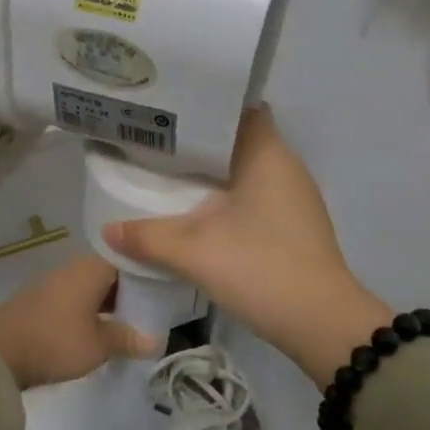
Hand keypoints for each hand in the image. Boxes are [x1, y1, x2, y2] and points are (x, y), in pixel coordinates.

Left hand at [0, 253, 162, 390]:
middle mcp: (76, 267)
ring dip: (113, 301)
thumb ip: (128, 338)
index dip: (151, 269)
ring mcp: (58, 284)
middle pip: (113, 272)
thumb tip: (157, 340)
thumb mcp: (98, 344)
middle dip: (134, 289)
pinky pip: (80, 299)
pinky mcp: (44, 302)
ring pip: (96, 287)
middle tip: (159, 307)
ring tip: (136, 320)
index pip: (131, 257)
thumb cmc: (55, 340)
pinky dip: (95, 309)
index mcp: (93, 267)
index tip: (170, 284)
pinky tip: (104, 327)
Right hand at [102, 105, 388, 384]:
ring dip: (215, 172)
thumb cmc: (260, 268)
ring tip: (171, 173)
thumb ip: (148, 237)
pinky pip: (256, 195)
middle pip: (240, 139)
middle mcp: (286, 166)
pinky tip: (200, 212)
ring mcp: (295, 197)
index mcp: (268, 154)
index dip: (206, 105)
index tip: (171, 111)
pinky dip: (229, 197)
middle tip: (158, 143)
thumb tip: (107, 231)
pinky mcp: (295, 224)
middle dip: (201, 142)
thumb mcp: (195, 251)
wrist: (321, 324)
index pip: (240, 108)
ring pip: (248, 170)